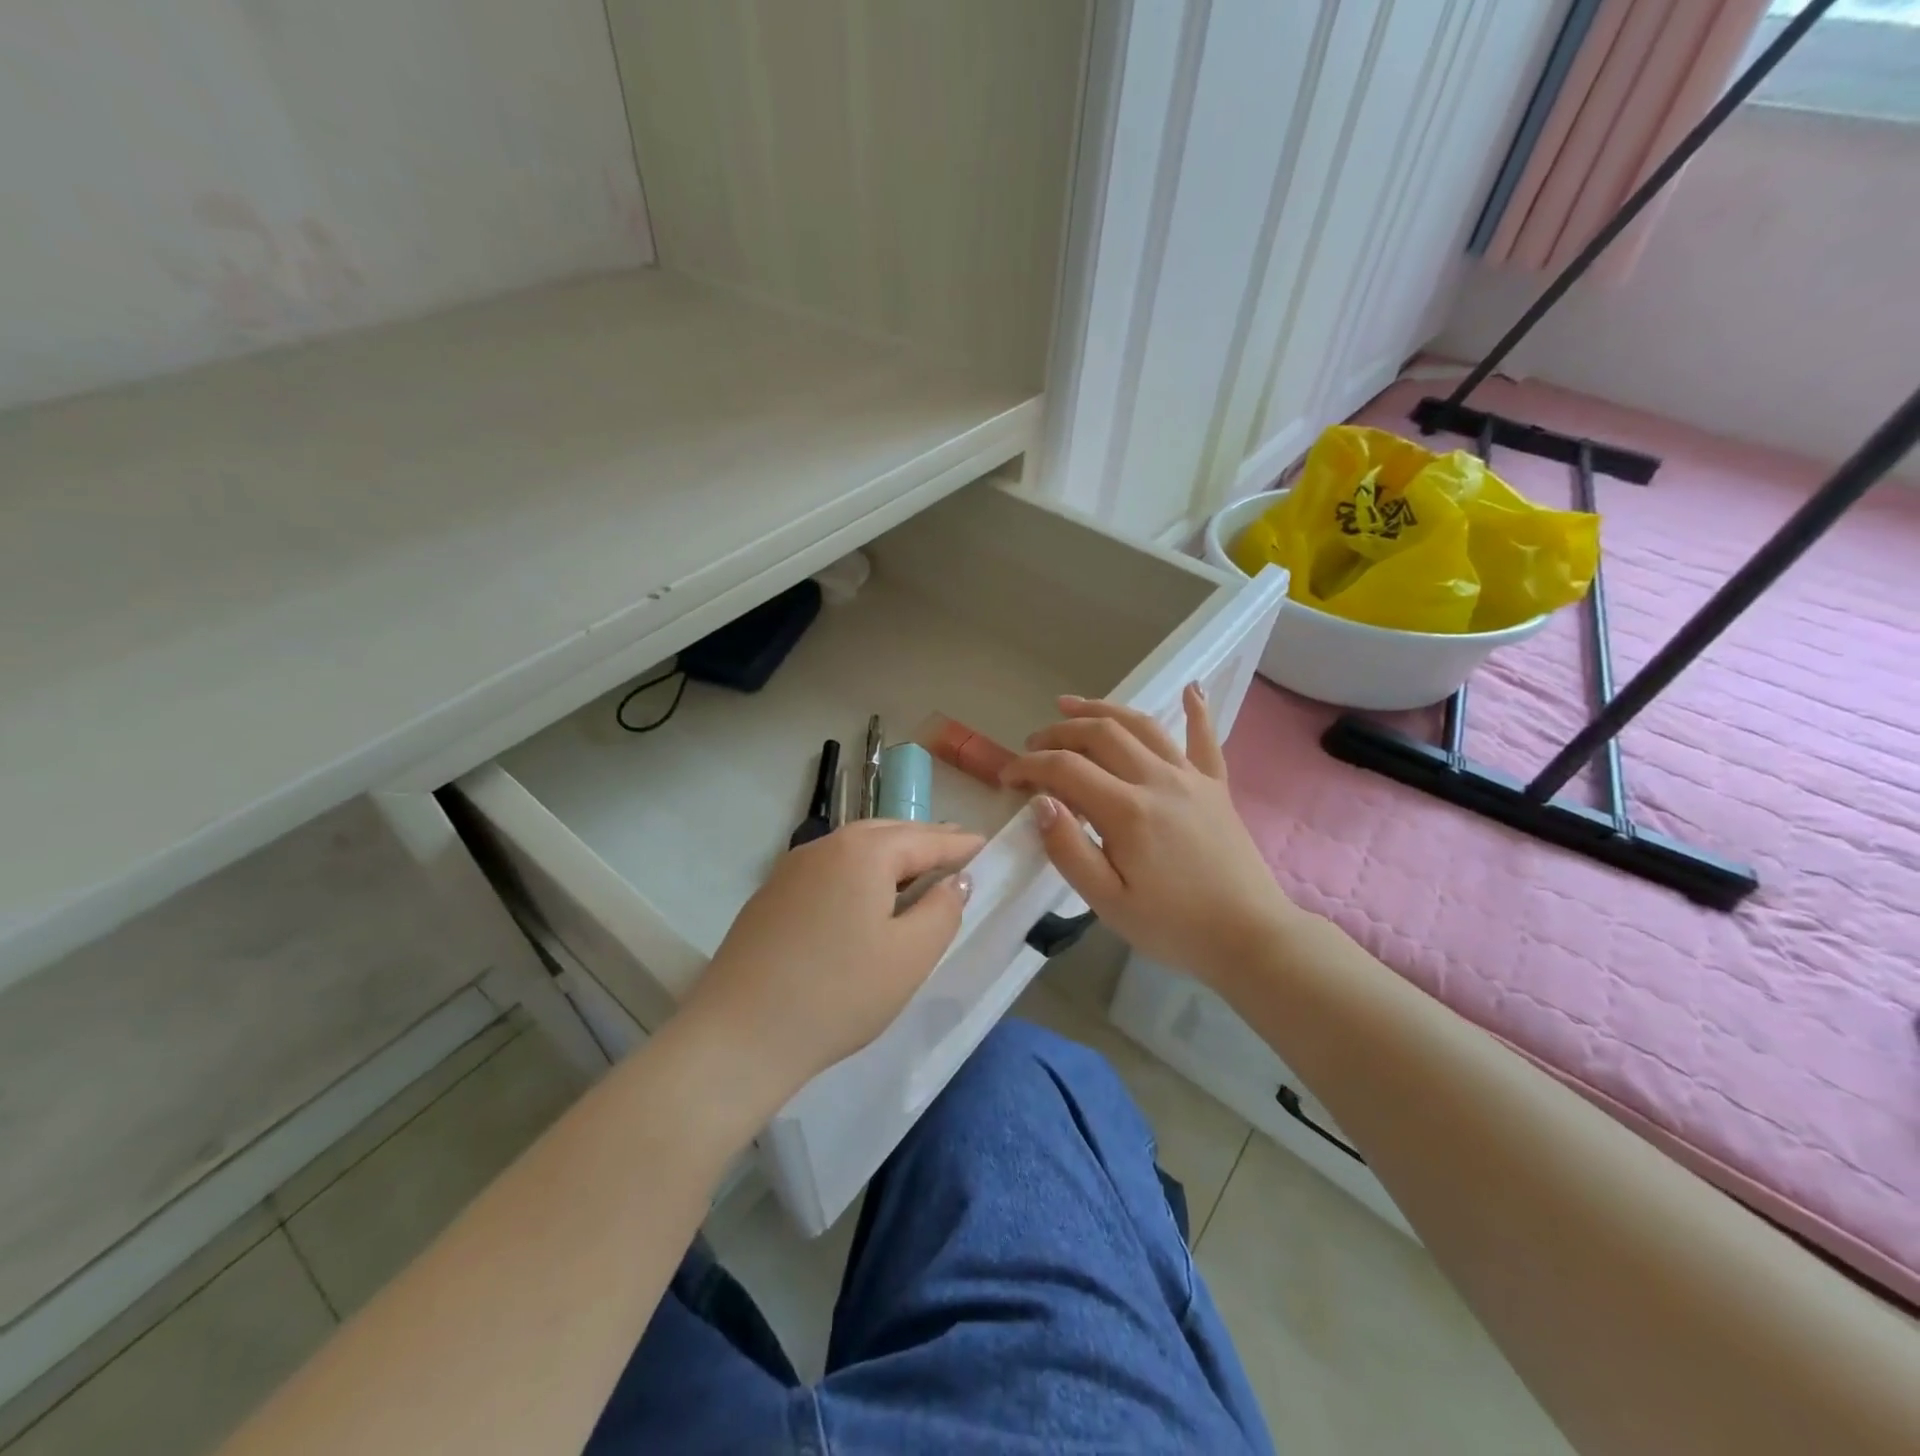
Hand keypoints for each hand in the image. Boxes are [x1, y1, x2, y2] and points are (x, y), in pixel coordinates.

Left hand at [679, 820, 981, 1116]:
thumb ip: (943, 911)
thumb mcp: (909, 957)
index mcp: (864, 851)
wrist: (737, 1038)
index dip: (961, 845)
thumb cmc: (838, 995)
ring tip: (918, 877)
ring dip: (892, 858)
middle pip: (889, 834)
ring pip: (855, 850)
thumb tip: (956, 881)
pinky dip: (860, 875)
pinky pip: (830, 871)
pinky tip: (866, 903)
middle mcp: (825, 846)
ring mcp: (792, 869)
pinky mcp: (771, 896)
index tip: (988, 848)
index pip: (926, 838)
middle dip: (926, 843)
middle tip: (958, 857)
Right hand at [1000, 685, 1299, 990]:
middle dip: (1058, 733)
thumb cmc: (1173, 927)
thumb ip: (1069, 850)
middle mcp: (1158, 780)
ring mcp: (1192, 778)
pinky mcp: (1217, 786)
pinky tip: (1192, 687)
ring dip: (1103, 709)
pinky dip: (1197, 710)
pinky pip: (1205, 740)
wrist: (1250, 938)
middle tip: (1033, 745)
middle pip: (1100, 734)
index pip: (1065, 769)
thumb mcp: (1108, 902)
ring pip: (1142, 725)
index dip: (1029, 767)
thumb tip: (1039, 803)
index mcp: (1127, 810)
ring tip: (1071, 705)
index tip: (1008, 780)